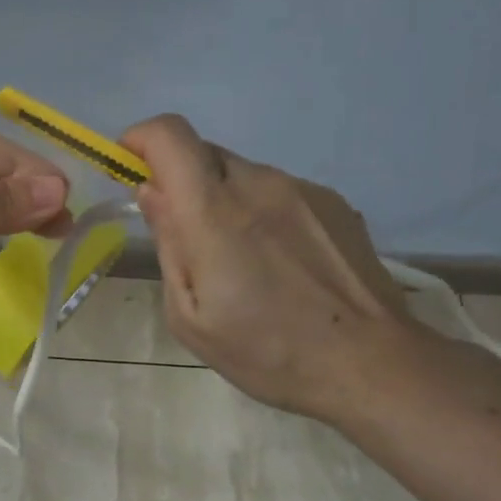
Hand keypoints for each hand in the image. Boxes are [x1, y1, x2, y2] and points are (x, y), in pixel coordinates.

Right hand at [121, 114, 416, 424]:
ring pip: (241, 173)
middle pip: (203, 152)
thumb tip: (151, 191)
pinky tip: (279, 262)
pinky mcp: (333, 202)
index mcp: (215, 212)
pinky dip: (260, 211)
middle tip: (183, 233)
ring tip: (239, 259)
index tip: (129, 168)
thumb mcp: (190, 315)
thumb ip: (168, 243)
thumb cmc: (266, 351)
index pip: (170, 135)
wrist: (372, 365)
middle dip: (178, 179)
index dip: (141, 139)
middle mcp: (259, 184)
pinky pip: (278, 191)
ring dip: (222, 198)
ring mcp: (302, 189)